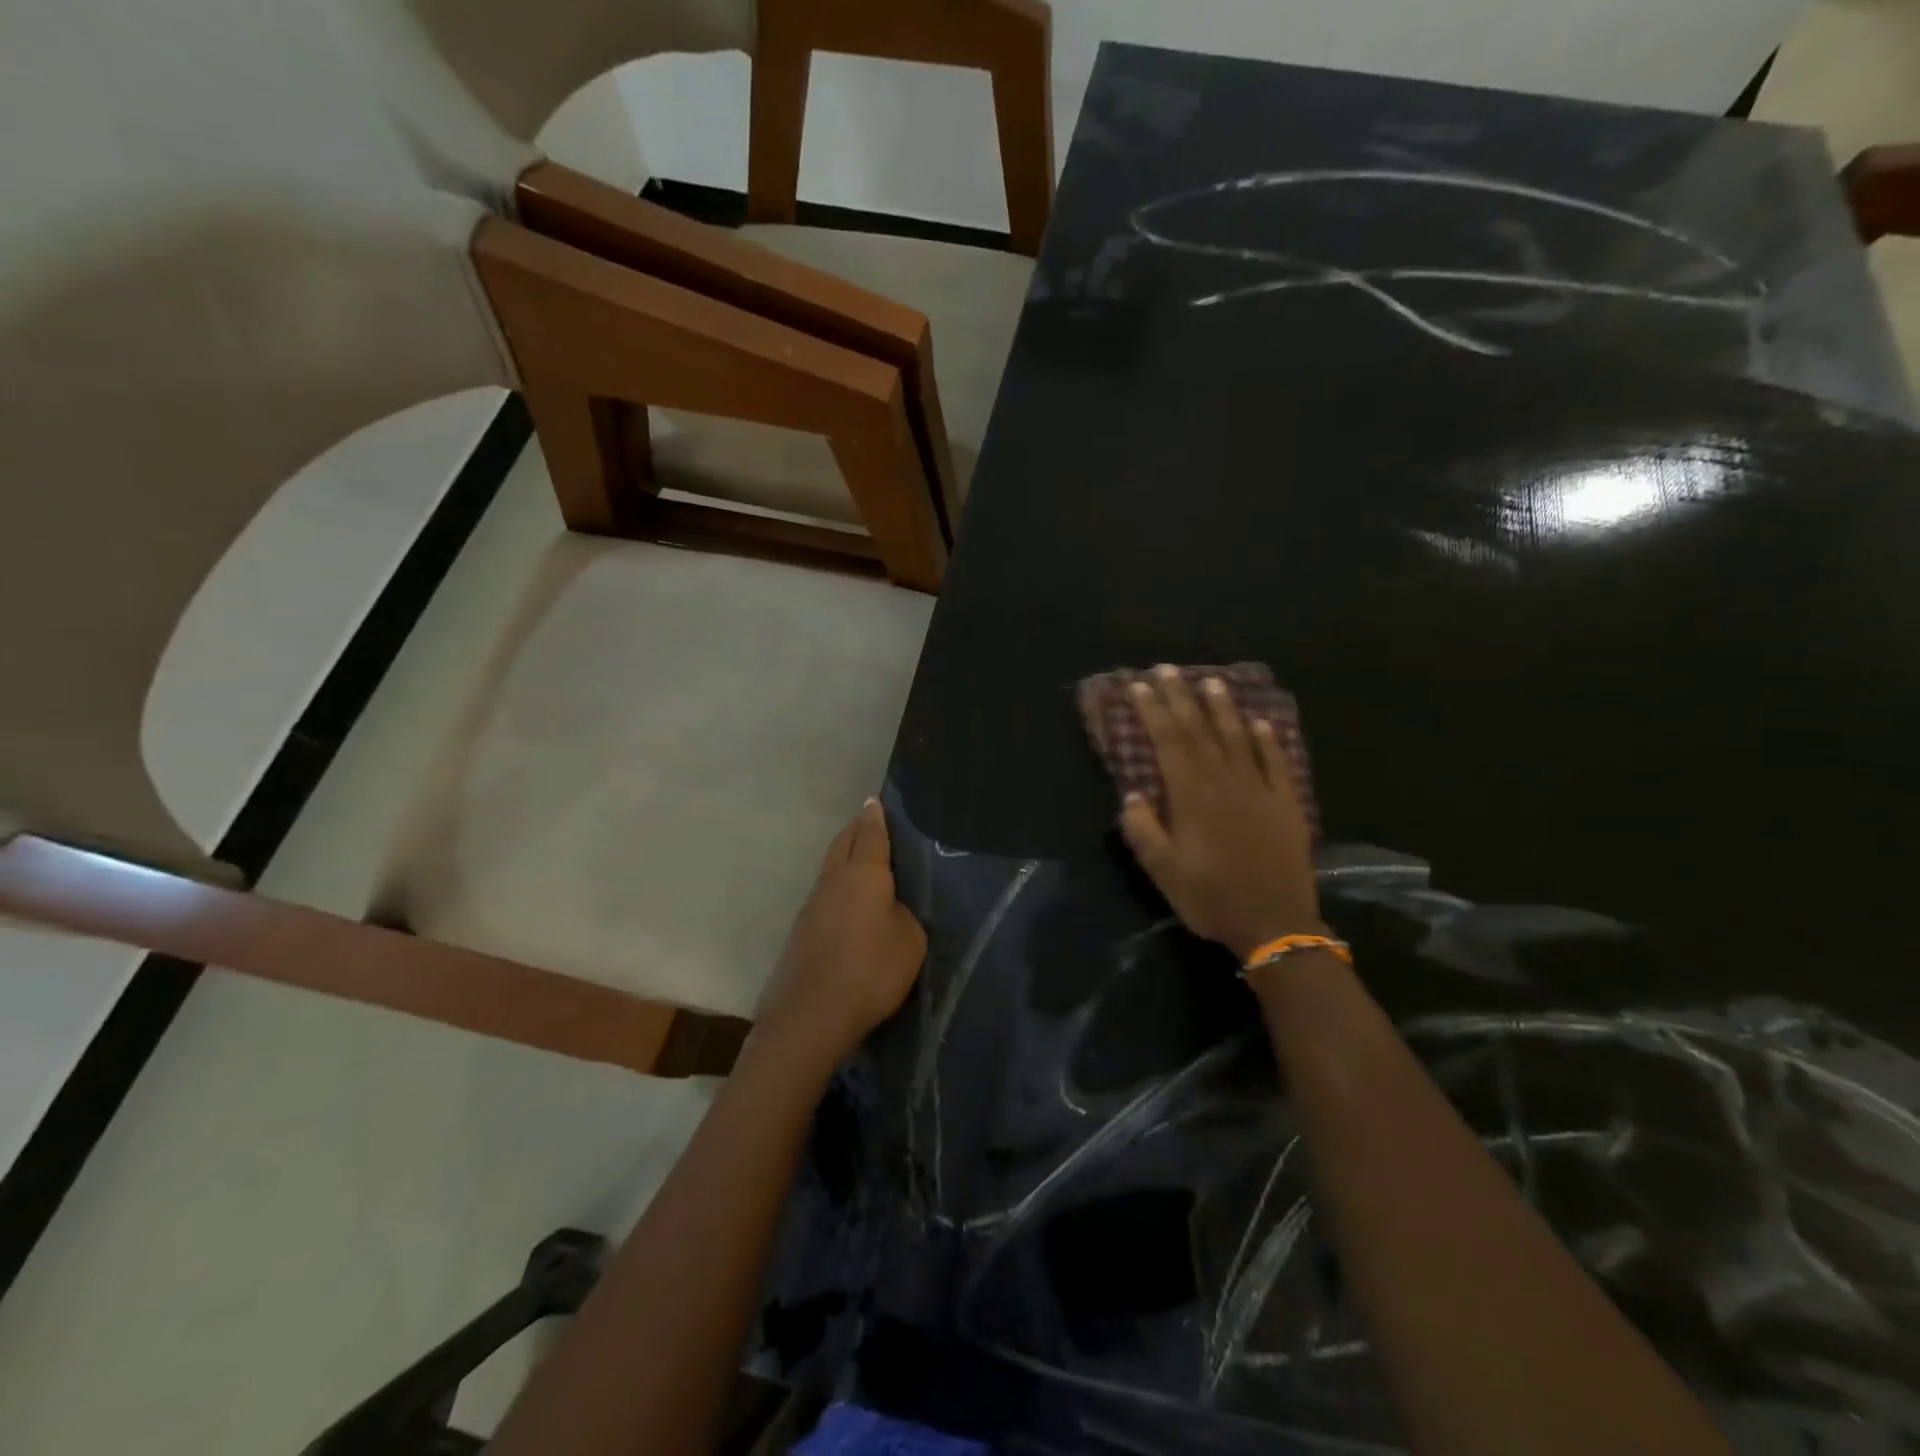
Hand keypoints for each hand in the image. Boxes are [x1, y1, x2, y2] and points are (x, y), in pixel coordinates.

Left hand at [754, 800, 927, 1067]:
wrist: (811, 1015)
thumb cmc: (870, 971)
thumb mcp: (909, 942)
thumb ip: (903, 916)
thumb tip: (889, 910)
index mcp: (863, 873)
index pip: (870, 834)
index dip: (875, 817)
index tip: (874, 800)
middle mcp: (833, 880)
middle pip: (843, 843)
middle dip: (856, 829)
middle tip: (869, 822)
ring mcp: (812, 904)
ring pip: (830, 867)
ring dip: (844, 856)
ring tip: (861, 857)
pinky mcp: (801, 930)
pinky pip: (824, 893)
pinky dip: (837, 885)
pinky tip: (847, 901)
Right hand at [1119, 666, 1324, 960]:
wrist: (1275, 922)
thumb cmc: (1211, 897)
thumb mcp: (1163, 870)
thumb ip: (1144, 830)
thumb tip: (1133, 796)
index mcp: (1191, 795)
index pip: (1168, 741)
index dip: (1153, 711)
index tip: (1140, 685)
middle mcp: (1224, 781)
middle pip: (1200, 730)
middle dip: (1181, 697)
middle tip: (1168, 669)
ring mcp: (1259, 789)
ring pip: (1238, 738)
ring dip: (1222, 708)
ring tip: (1211, 681)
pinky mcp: (1286, 803)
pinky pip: (1276, 762)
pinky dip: (1267, 740)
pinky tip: (1261, 722)